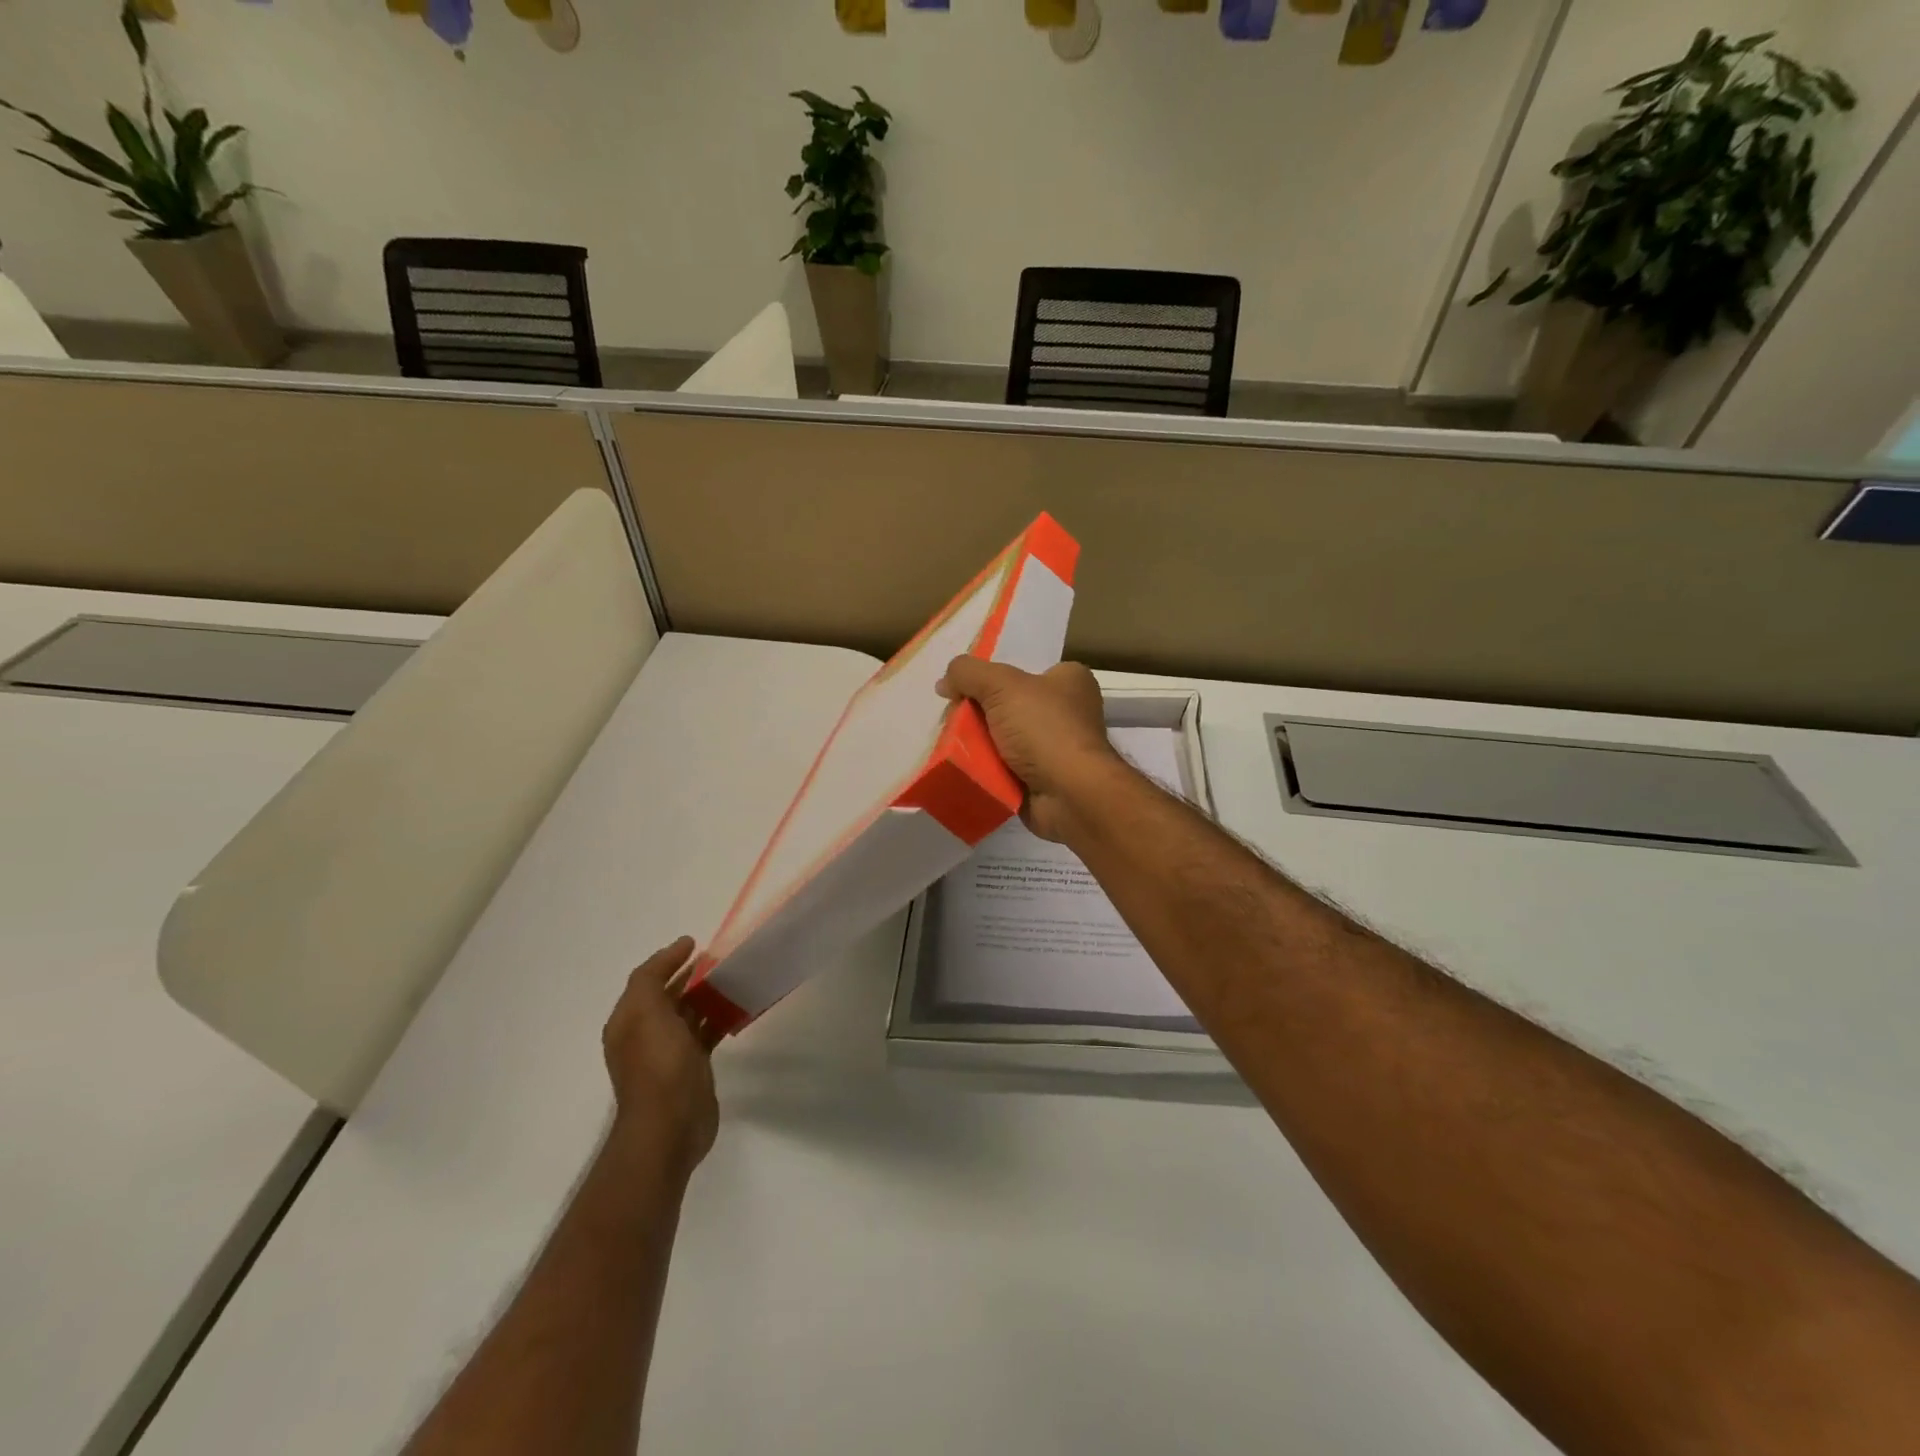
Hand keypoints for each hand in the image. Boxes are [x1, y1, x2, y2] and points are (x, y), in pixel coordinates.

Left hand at [601, 937, 719, 1179]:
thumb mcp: (646, 1011)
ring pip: (689, 1013)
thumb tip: (678, 949)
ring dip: (707, 995)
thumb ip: (653, 977)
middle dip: (689, 975)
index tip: (695, 943)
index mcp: (629, 1021)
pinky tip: (737, 1009)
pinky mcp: (693, 1067)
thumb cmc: (657, 1064)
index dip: (668, 959)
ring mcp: (669, 1053)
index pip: (646, 980)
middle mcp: (645, 1034)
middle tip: (719, 959)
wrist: (670, 1125)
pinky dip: (719, 1017)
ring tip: (732, 978)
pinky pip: (706, 1032)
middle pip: (668, 996)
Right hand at [936, 656, 1124, 842]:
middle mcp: (1065, 711)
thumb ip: (968, 672)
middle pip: (1005, 705)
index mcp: (1068, 680)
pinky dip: (985, 770)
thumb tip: (944, 682)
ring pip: (1001, 739)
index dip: (988, 678)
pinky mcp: (1042, 778)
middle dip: (976, 714)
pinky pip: (1004, 768)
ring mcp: (1054, 748)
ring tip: (950, 747)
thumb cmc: (1044, 729)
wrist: (1070, 794)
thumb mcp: (1002, 685)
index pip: (1021, 671)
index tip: (960, 691)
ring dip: (976, 744)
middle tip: (952, 722)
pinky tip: (964, 769)